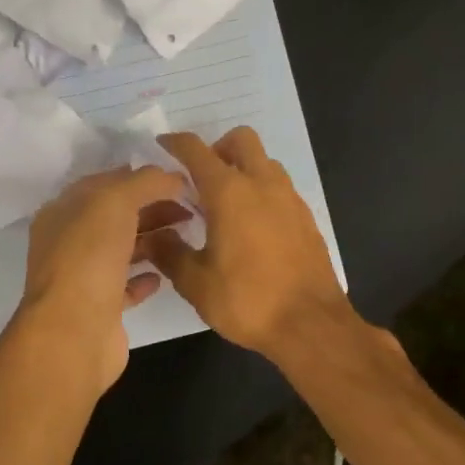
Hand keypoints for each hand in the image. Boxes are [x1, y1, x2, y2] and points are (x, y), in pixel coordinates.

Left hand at [20, 165, 188, 391]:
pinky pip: (126, 286)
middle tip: (192, 208)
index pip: (105, 183)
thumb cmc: (90, 257)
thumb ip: (145, 182)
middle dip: (153, 208)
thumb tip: (172, 176)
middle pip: (117, 216)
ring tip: (186, 235)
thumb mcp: (116, 201)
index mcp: (63, 211)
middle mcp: (69, 242)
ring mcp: (84, 276)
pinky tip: (165, 274)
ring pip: (123, 249)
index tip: (178, 178)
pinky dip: (145, 277)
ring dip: (153, 240)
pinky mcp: (101, 308)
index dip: (141, 177)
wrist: (74, 333)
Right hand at [142, 128, 352, 359]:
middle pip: (240, 140)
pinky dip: (262, 192)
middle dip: (217, 148)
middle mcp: (262, 184)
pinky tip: (251, 227)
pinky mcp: (306, 218)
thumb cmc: (247, 300)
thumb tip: (153, 237)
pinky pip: (280, 188)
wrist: (311, 325)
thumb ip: (170, 253)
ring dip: (243, 169)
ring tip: (225, 204)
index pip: (196, 150)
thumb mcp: (196, 283)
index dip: (175, 143)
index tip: (162, 147)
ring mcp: (289, 199)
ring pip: (264, 162)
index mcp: (229, 192)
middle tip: (201, 179)